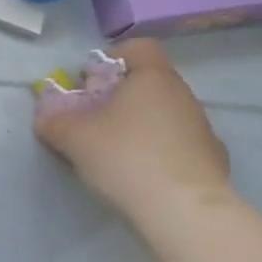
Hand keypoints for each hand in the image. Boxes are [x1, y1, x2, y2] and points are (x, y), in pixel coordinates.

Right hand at [35, 40, 230, 220]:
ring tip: (120, 153)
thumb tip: (46, 116)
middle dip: (122, 96)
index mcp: (153, 77)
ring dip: (143, 125)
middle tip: (97, 120)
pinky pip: (181, 145)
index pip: (138, 48)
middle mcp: (183, 95)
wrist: (185, 214)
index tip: (92, 83)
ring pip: (166, 114)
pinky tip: (146, 176)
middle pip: (150, 82)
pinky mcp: (215, 162)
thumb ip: (54, 120)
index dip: (113, 59)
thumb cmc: (126, 157)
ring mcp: (203, 129)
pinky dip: (162, 152)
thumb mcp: (72, 137)